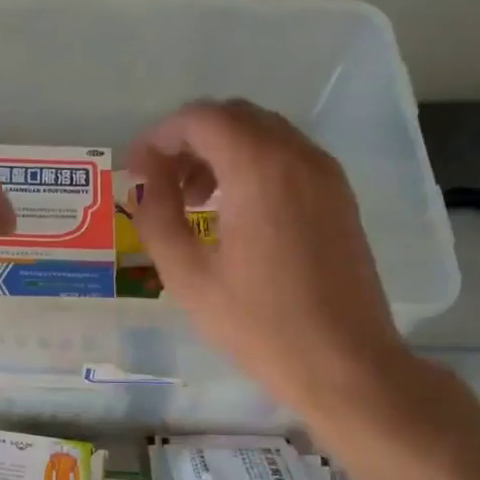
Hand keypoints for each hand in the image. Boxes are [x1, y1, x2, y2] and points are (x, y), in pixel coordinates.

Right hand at [125, 99, 415, 417]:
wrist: (343, 363)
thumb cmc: (258, 324)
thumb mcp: (187, 275)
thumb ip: (157, 217)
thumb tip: (145, 180)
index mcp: (259, 168)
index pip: (199, 118)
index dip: (158, 137)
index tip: (136, 173)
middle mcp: (297, 155)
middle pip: (232, 116)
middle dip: (188, 141)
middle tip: (161, 185)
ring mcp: (325, 174)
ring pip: (262, 133)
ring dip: (219, 152)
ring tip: (195, 202)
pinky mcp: (339, 196)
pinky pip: (286, 157)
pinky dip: (250, 166)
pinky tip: (233, 213)